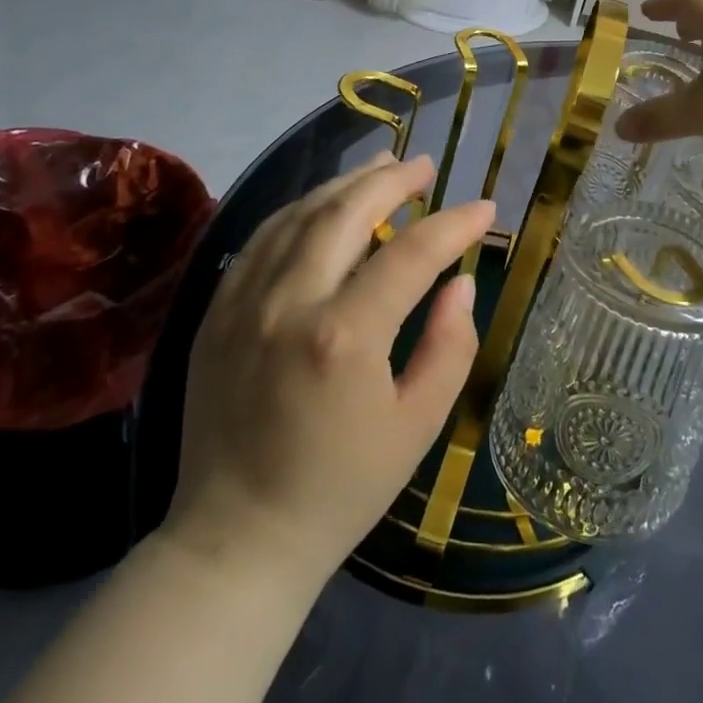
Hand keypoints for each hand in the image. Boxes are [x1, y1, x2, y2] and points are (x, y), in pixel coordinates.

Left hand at [161, 154, 494, 586]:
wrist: (237, 538)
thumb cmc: (341, 488)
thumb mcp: (418, 426)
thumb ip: (450, 347)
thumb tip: (461, 285)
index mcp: (344, 337)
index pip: (412, 254)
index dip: (454, 224)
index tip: (485, 210)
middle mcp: (289, 303)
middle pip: (346, 212)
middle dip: (393, 180)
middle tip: (426, 165)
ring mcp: (244, 303)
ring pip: (299, 215)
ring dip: (345, 184)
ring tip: (382, 165)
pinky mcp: (217, 311)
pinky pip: (262, 239)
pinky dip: (301, 211)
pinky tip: (325, 205)